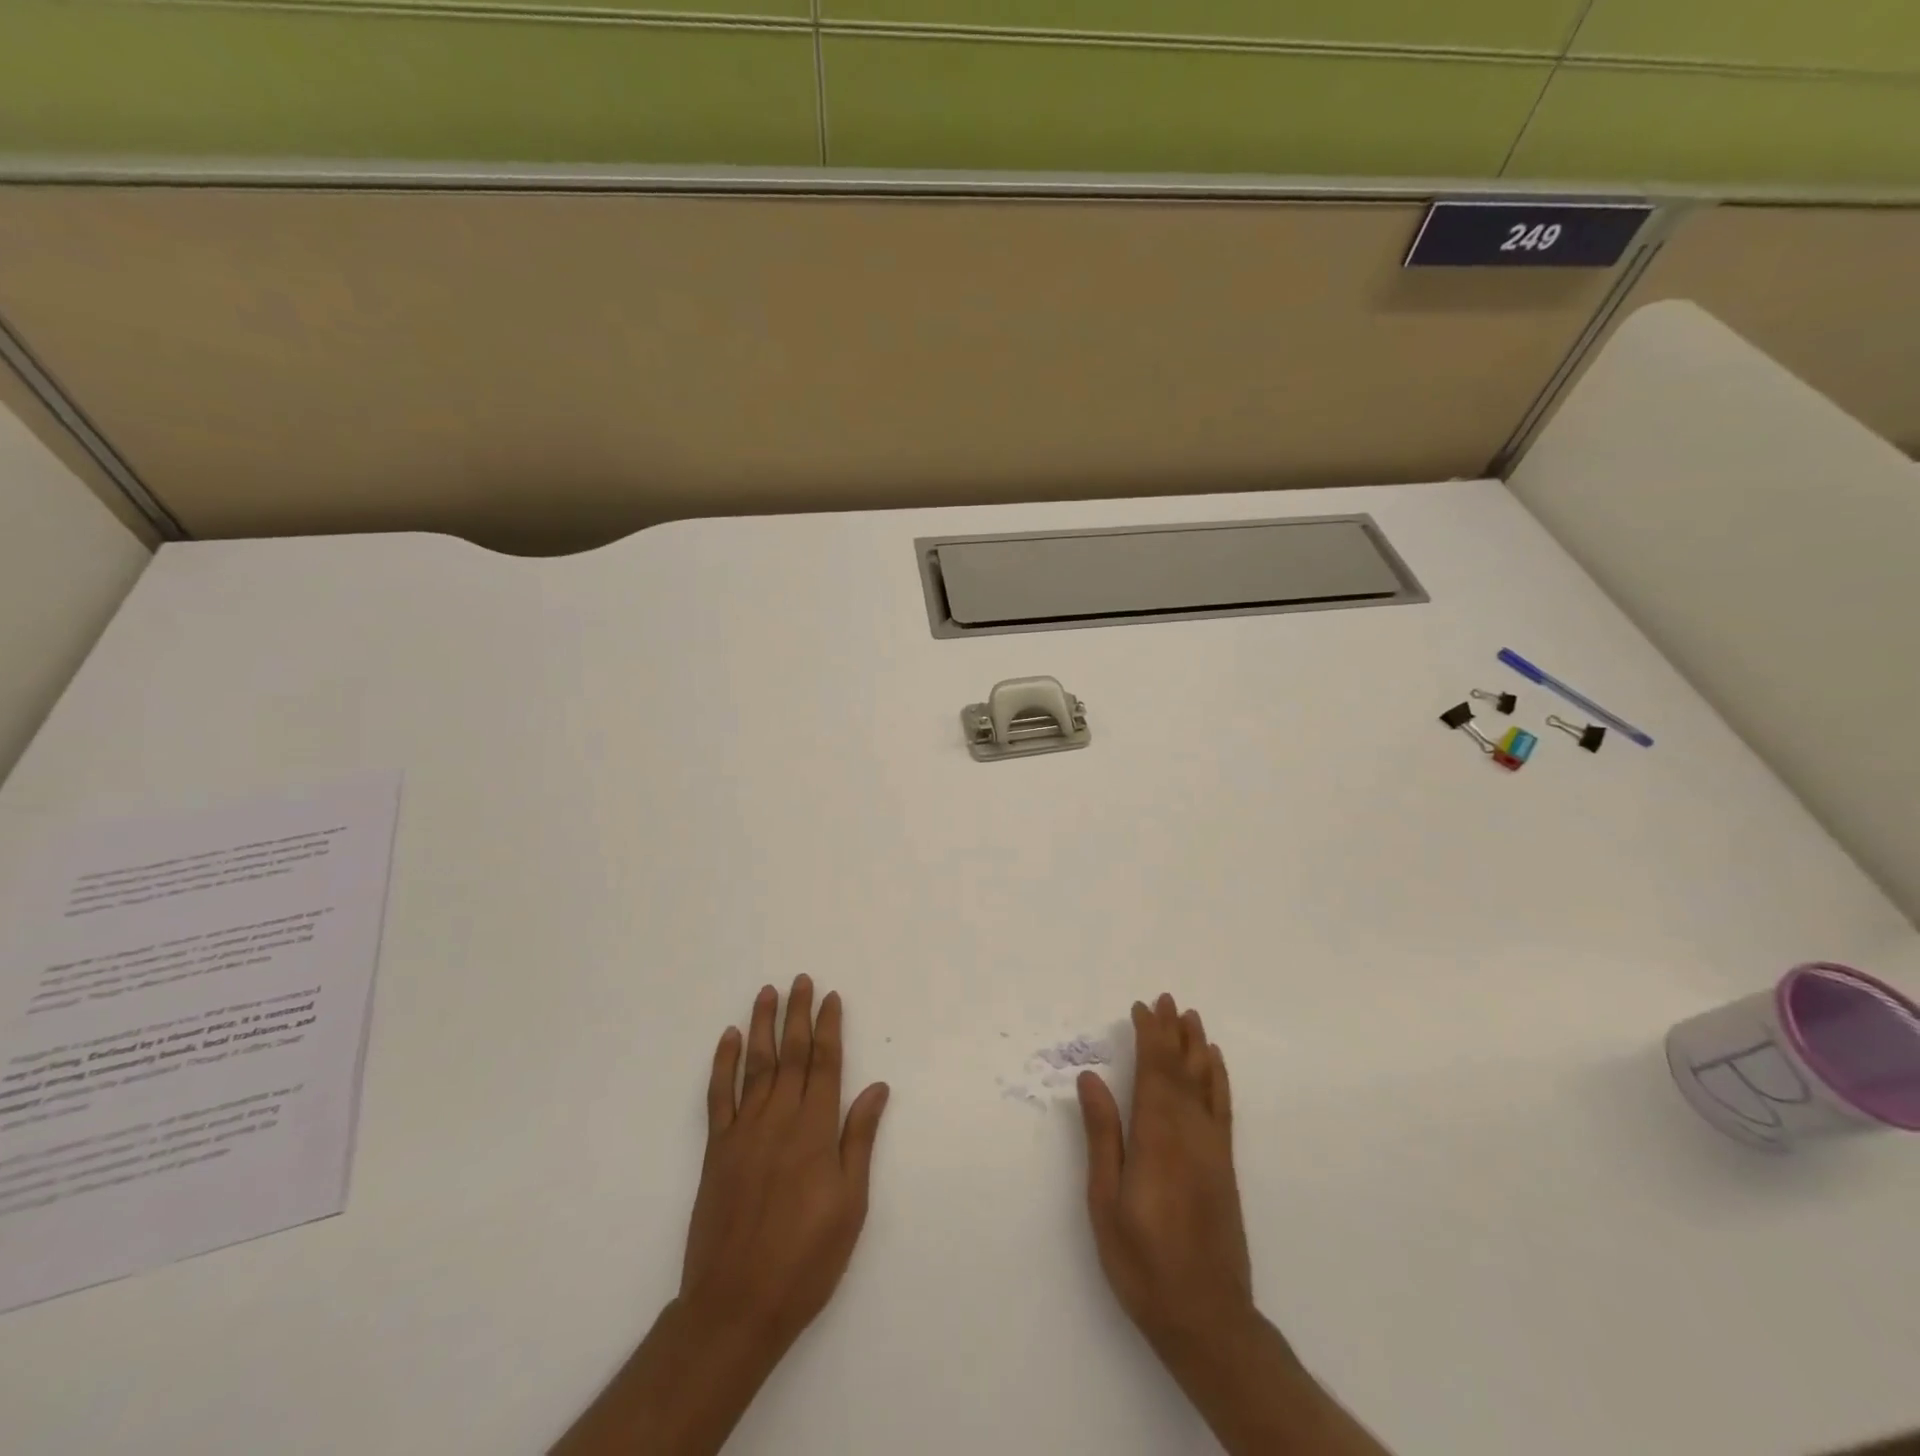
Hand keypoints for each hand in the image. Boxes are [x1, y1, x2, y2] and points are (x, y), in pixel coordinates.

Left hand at [681, 974, 890, 1352]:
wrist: (736, 1305)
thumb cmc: (806, 1258)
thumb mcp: (850, 1203)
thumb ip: (859, 1139)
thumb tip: (876, 1087)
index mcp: (815, 1129)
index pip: (825, 1063)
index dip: (829, 1027)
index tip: (831, 997)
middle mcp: (779, 1118)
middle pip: (791, 1054)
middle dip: (797, 1014)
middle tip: (801, 980)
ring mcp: (743, 1131)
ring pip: (755, 1064)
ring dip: (762, 1025)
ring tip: (767, 992)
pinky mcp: (716, 1150)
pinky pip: (719, 1096)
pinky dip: (723, 1063)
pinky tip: (729, 1038)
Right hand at [1077, 993, 1250, 1354]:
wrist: (1207, 1318)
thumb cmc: (1142, 1262)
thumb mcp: (1106, 1202)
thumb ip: (1103, 1135)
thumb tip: (1091, 1079)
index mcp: (1157, 1137)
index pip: (1154, 1071)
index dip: (1148, 1036)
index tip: (1140, 1008)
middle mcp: (1189, 1133)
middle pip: (1180, 1069)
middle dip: (1170, 1032)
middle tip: (1164, 999)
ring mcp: (1212, 1148)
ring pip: (1205, 1082)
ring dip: (1195, 1046)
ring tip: (1189, 1016)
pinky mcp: (1224, 1165)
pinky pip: (1222, 1107)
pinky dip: (1218, 1079)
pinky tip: (1214, 1063)